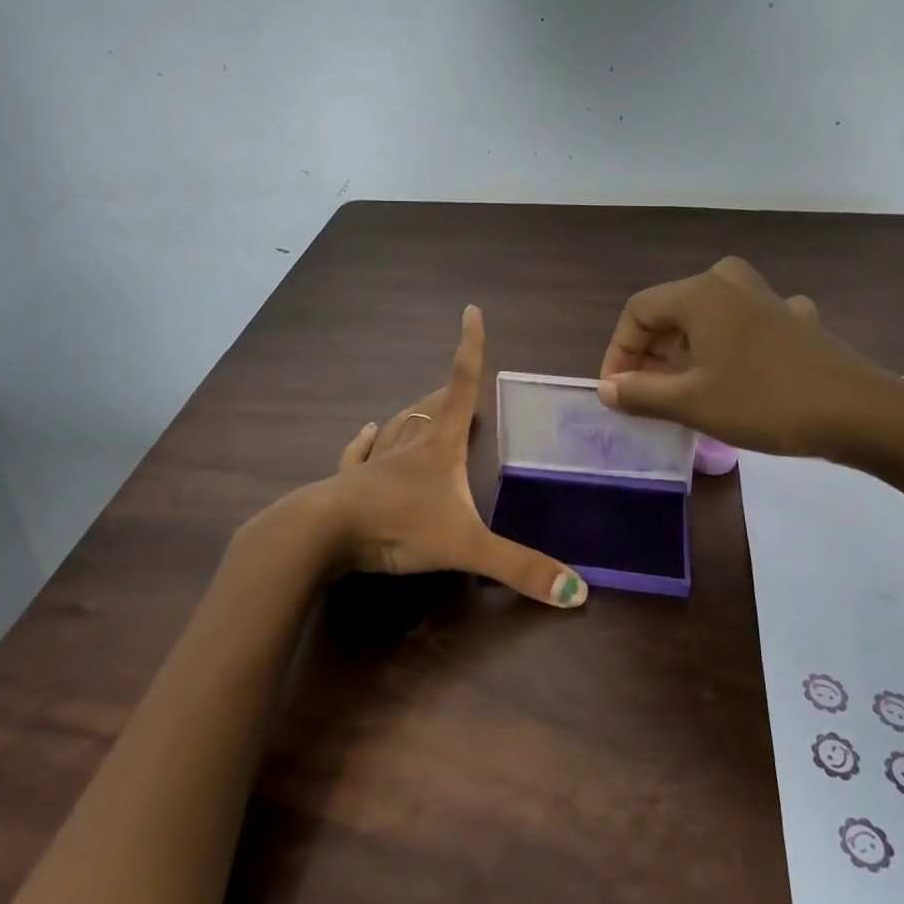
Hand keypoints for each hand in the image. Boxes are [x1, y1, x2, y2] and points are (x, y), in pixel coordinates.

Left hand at [324, 304, 588, 607]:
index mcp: (441, 448)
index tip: (471, 311)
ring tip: (422, 404)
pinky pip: (359, 454)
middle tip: (457, 382)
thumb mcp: (466, 547)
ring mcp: (376, 463)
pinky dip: (365, 442)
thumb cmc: (399, 526)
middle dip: (448, 392)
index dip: (470, 348)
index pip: (462, 387)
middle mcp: (410, 446)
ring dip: (413, 414)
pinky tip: (366, 430)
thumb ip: (520, 568)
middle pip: (433, 408)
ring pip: (399, 427)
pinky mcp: (350, 483)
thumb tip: (579, 593)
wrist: (324, 534)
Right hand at [596, 256, 903, 462]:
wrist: (862, 412)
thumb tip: (606, 389)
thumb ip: (640, 393)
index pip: (637, 312)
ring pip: (707, 318)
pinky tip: (736, 372)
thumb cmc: (765, 402)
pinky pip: (745, 326)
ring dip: (686, 351)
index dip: (618, 351)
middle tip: (645, 394)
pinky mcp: (795, 319)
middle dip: (650, 353)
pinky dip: (728, 348)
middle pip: (671, 311)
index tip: (618, 392)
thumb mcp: (692, 403)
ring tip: (681, 389)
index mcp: (700, 293)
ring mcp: (767, 297)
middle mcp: (730, 282)